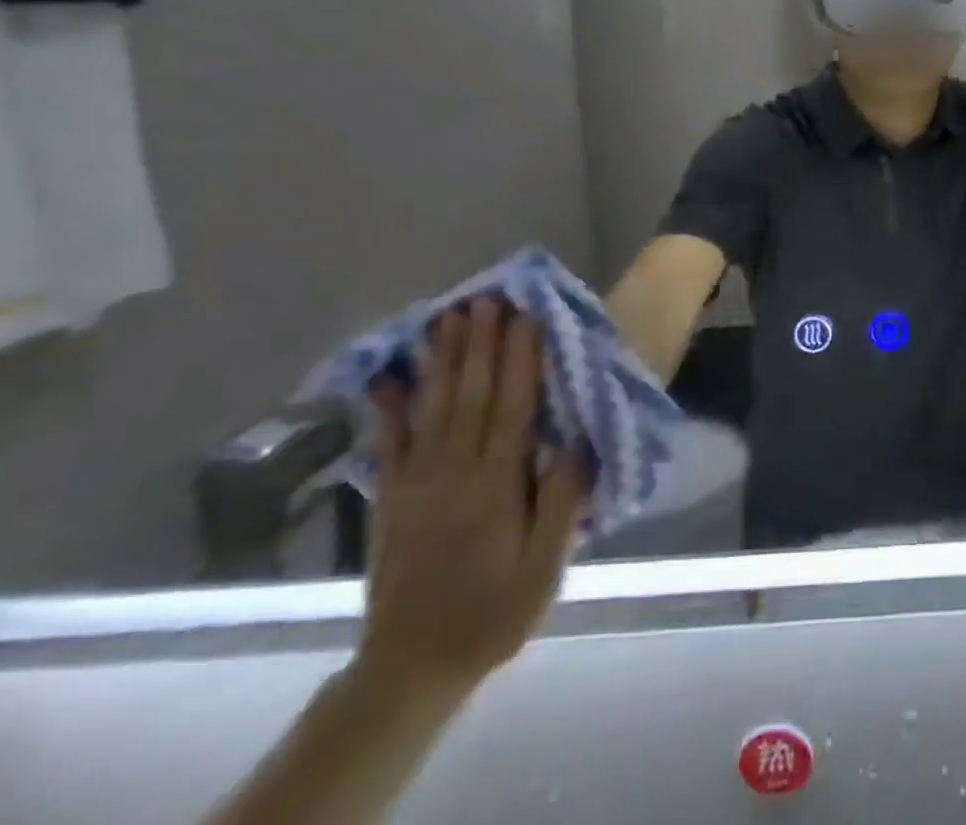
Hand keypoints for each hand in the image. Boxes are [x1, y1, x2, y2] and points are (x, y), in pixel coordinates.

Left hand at [357, 298, 584, 696]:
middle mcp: (455, 471)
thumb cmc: (493, 612)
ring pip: (433, 406)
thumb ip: (561, 503)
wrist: (411, 666)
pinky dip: (387, 405)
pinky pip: (388, 441)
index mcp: (497, 484)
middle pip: (471, 394)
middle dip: (481, 343)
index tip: (529, 316)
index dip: (521, 358)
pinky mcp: (391, 496)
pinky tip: (387, 373)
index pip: (514, 407)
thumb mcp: (545, 568)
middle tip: (487, 298)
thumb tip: (578, 441)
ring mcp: (417, 481)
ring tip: (448, 316)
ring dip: (443, 358)